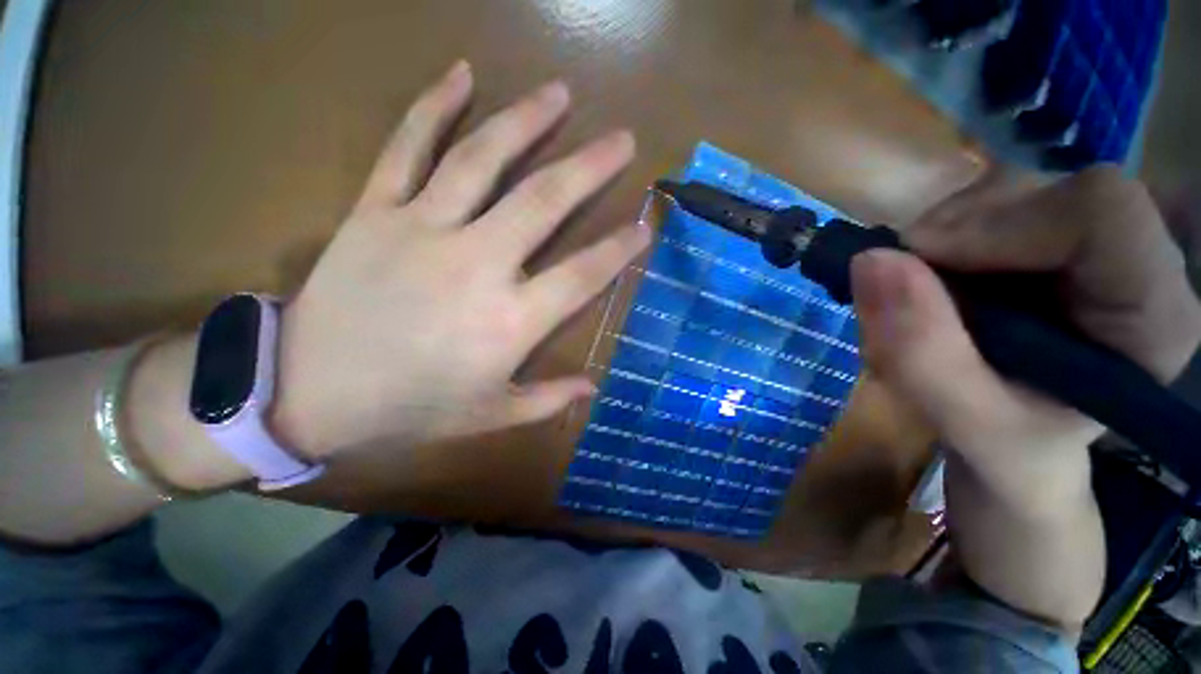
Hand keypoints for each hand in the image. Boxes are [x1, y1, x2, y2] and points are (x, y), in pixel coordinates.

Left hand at [269, 62, 649, 457]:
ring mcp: (423, 229)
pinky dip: (433, 105)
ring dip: (527, 121)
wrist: (306, 392)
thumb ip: (547, 401)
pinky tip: (461, 74)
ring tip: (560, 93)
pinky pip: (407, 147)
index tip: (645, 227)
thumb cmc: (409, 409)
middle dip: (590, 167)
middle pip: (544, 202)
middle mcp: (476, 265)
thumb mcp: (489, 416)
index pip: (582, 276)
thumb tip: (594, 385)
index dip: (618, 250)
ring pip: (483, 159)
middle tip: (622, 139)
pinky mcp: (375, 210)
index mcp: (509, 322)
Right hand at [849, 166, 1200, 625]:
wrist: (1026, 483)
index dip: (1002, 219)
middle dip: (961, 230)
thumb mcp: (972, 430)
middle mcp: (1140, 273)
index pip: (1099, 207)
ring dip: (949, 239)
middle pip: (1047, 195)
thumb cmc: (1015, 479)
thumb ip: (920, 350)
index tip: (915, 260)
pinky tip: (935, 283)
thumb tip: (867, 264)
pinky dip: (950, 244)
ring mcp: (1097, 265)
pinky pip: (998, 222)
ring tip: (917, 291)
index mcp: (1155, 318)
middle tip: (902, 281)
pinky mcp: (1055, 267)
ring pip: (1018, 203)